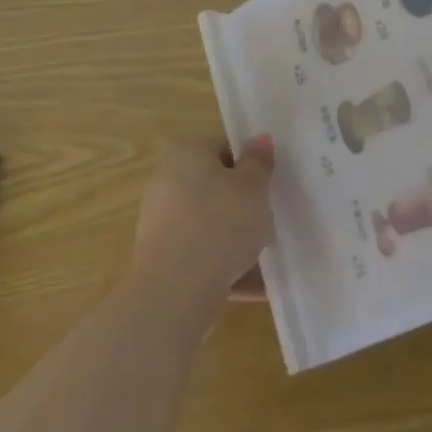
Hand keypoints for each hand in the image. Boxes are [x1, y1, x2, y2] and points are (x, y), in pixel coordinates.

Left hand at [131, 137, 275, 315]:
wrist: (175, 292)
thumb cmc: (220, 223)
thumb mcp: (253, 187)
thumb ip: (259, 162)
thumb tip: (259, 140)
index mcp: (186, 153)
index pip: (224, 148)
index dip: (251, 164)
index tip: (270, 185)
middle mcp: (167, 182)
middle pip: (216, 188)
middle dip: (243, 205)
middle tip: (269, 219)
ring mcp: (161, 223)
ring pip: (210, 225)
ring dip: (236, 240)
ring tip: (267, 259)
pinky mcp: (161, 261)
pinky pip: (202, 257)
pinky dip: (225, 267)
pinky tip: (255, 286)